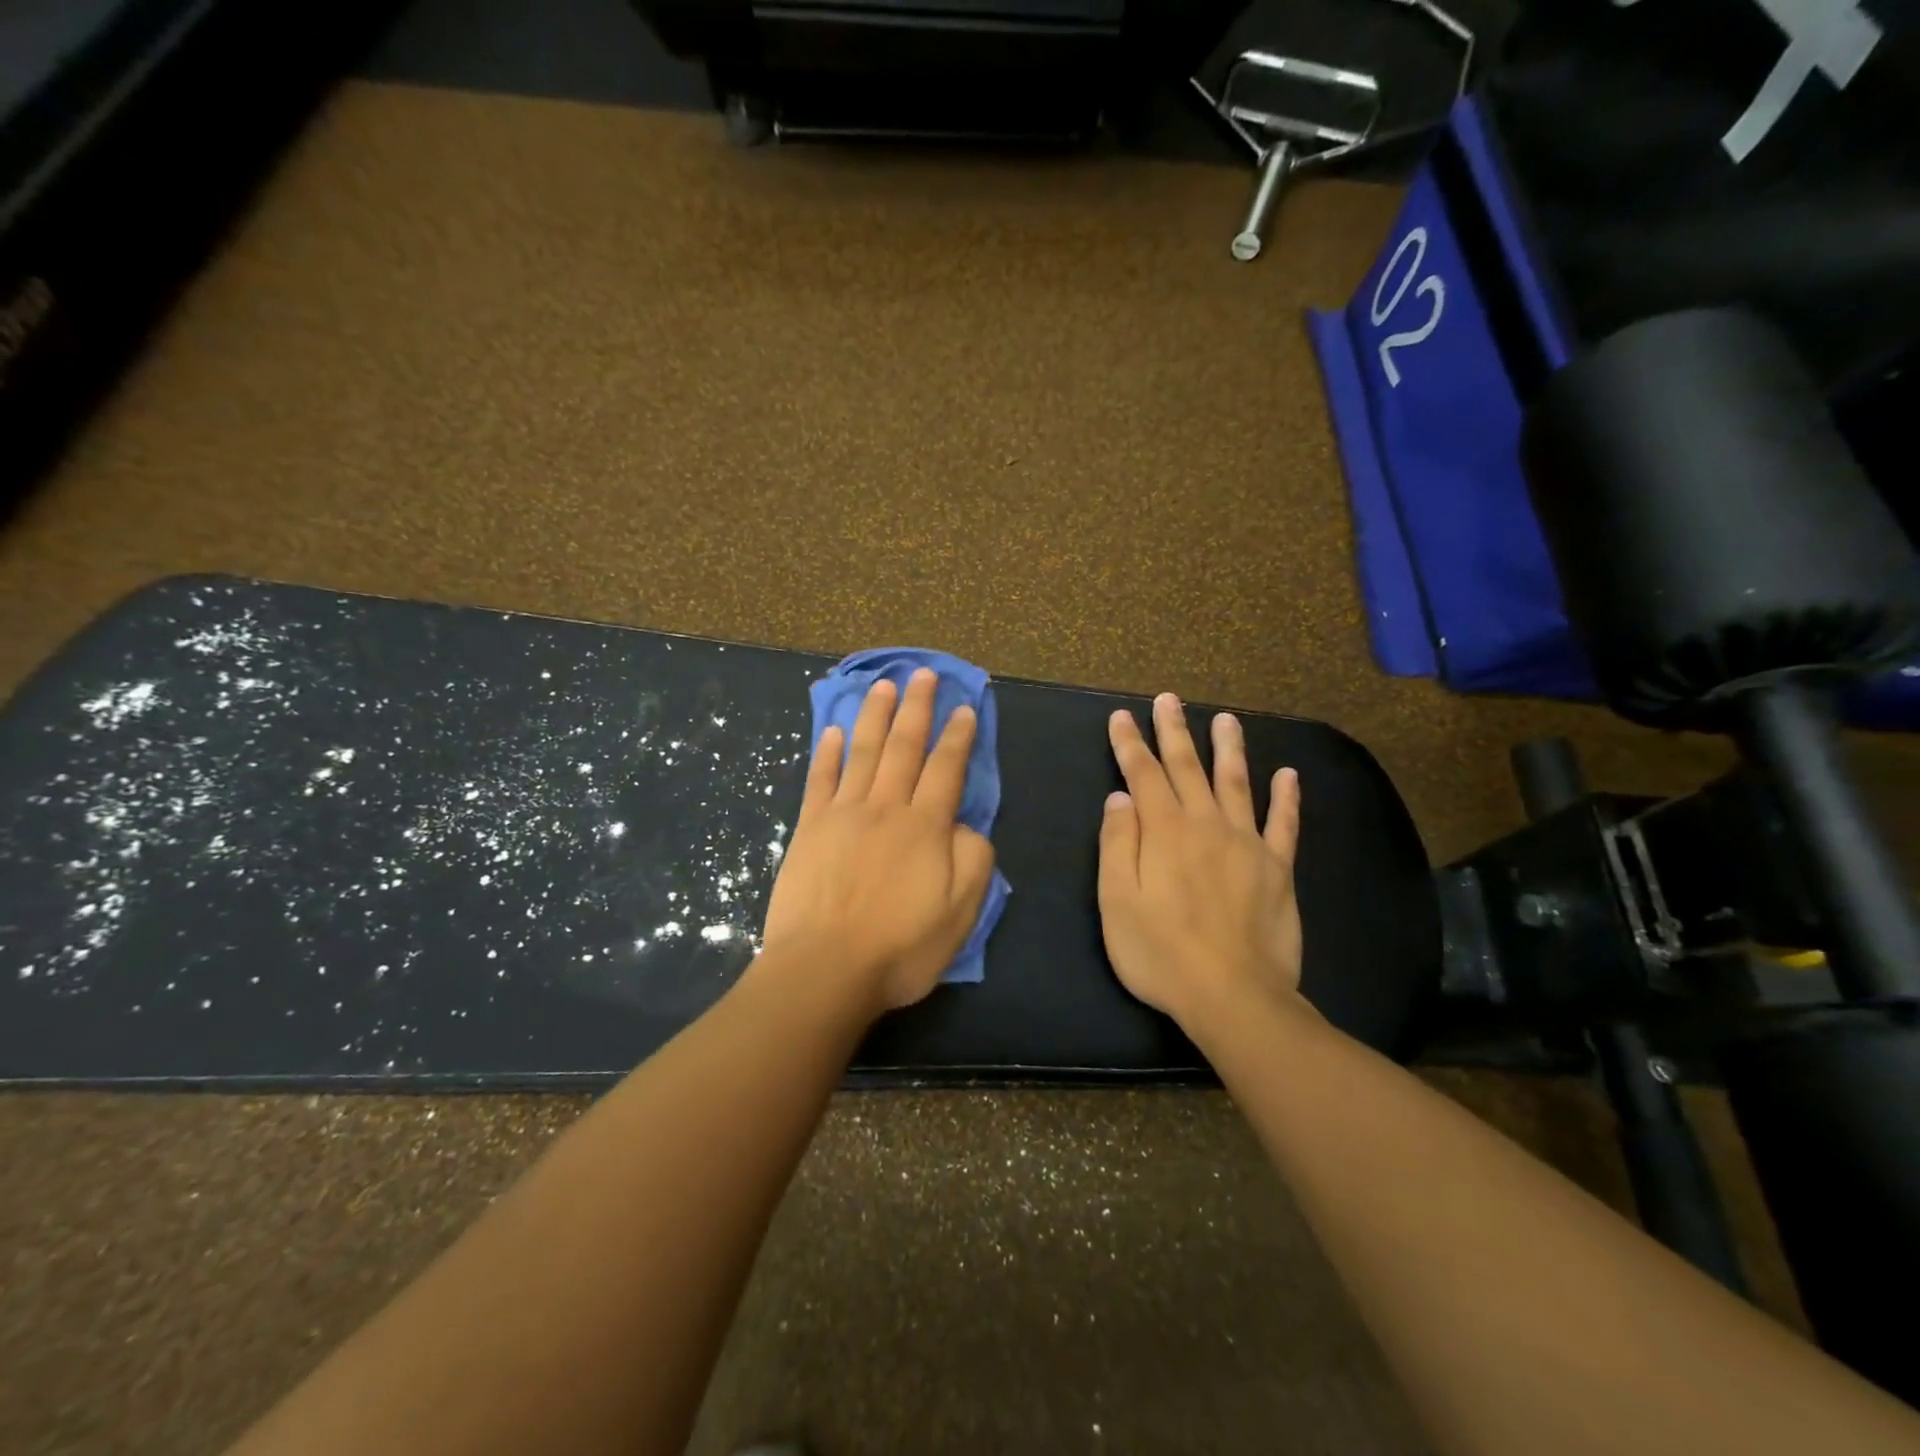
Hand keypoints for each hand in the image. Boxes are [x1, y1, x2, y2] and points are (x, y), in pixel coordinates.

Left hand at [761, 669, 996, 1014]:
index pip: (947, 769)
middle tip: (924, 673)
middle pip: (904, 747)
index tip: (964, 707)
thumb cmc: (900, 948)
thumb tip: (964, 826)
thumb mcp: (961, 913)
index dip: (958, 736)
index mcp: (926, 827)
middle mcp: (886, 808)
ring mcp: (843, 814)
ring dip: (875, 716)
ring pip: (864, 752)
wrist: (825, 970)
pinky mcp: (809, 828)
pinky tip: (832, 731)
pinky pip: (820, 780)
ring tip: (884, 684)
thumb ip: (973, 860)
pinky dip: (826, 753)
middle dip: (917, 708)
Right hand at [1098, 693, 1307, 1037]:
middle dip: (1175, 731)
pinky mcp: (1278, 869)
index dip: (1130, 744)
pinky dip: (1286, 797)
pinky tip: (1287, 774)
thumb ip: (1117, 843)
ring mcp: (1248, 844)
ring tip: (1226, 719)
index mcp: (1164, 832)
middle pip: (1188, 767)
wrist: (1233, 996)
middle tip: (1169, 699)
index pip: (1143, 775)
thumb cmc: (1161, 953)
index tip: (1122, 716)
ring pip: (1236, 784)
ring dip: (1229, 748)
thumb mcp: (1116, 902)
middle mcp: (1207, 825)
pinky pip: (1285, 824)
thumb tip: (1120, 797)